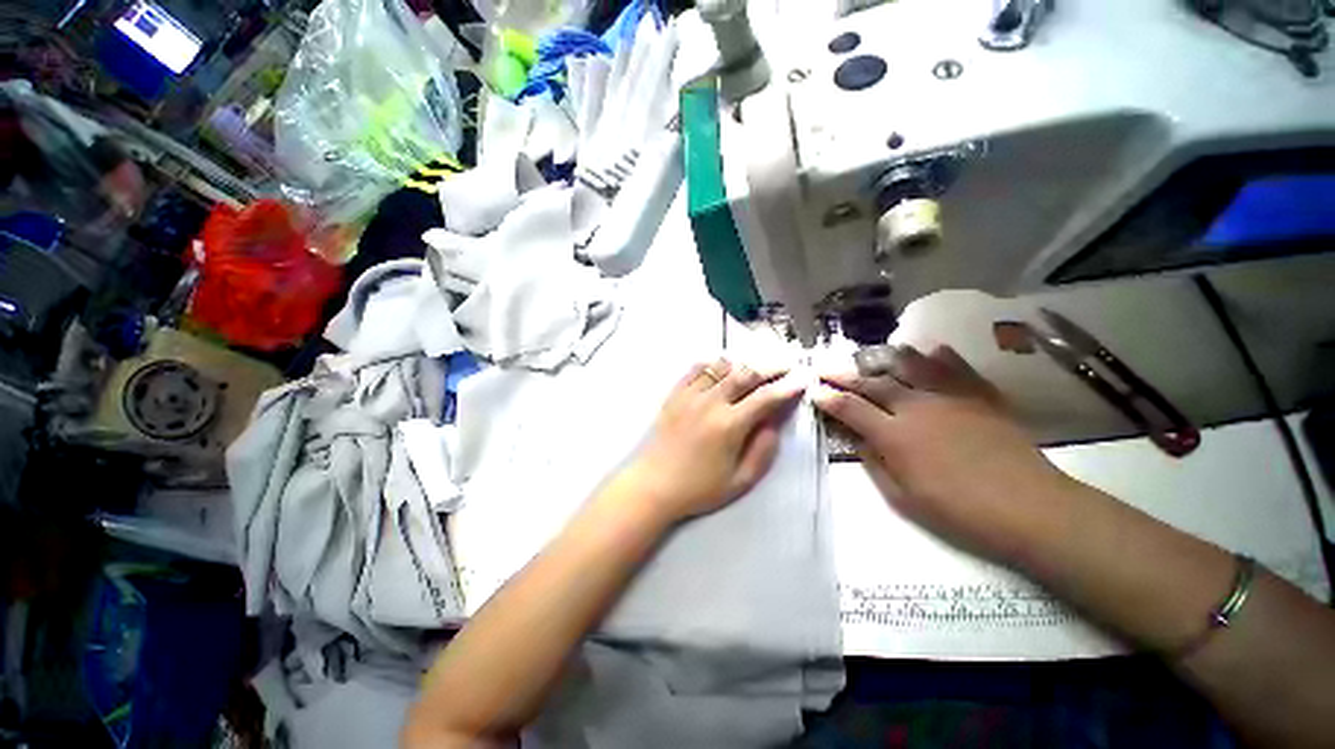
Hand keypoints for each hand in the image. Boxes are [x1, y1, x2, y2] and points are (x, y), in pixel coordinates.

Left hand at [622, 359, 805, 522]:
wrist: (653, 484)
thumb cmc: (698, 488)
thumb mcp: (739, 481)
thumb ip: (762, 452)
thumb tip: (774, 425)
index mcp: (729, 425)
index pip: (765, 398)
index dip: (787, 387)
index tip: (801, 380)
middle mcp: (711, 402)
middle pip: (746, 374)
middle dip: (770, 367)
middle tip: (785, 366)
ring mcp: (690, 395)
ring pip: (722, 367)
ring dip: (743, 363)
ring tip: (756, 367)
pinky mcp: (674, 394)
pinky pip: (696, 369)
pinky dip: (713, 364)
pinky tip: (721, 367)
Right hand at [813, 344, 1072, 564]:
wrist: (1031, 509)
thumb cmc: (960, 511)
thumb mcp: (904, 498)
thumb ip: (876, 464)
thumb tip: (860, 441)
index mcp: (895, 435)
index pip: (851, 409)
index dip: (829, 398)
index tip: (815, 391)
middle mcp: (917, 407)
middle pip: (874, 384)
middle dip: (846, 375)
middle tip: (828, 368)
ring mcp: (951, 398)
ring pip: (913, 366)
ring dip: (888, 358)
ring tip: (875, 353)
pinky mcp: (981, 397)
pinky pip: (958, 369)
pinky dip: (942, 356)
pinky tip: (933, 348)